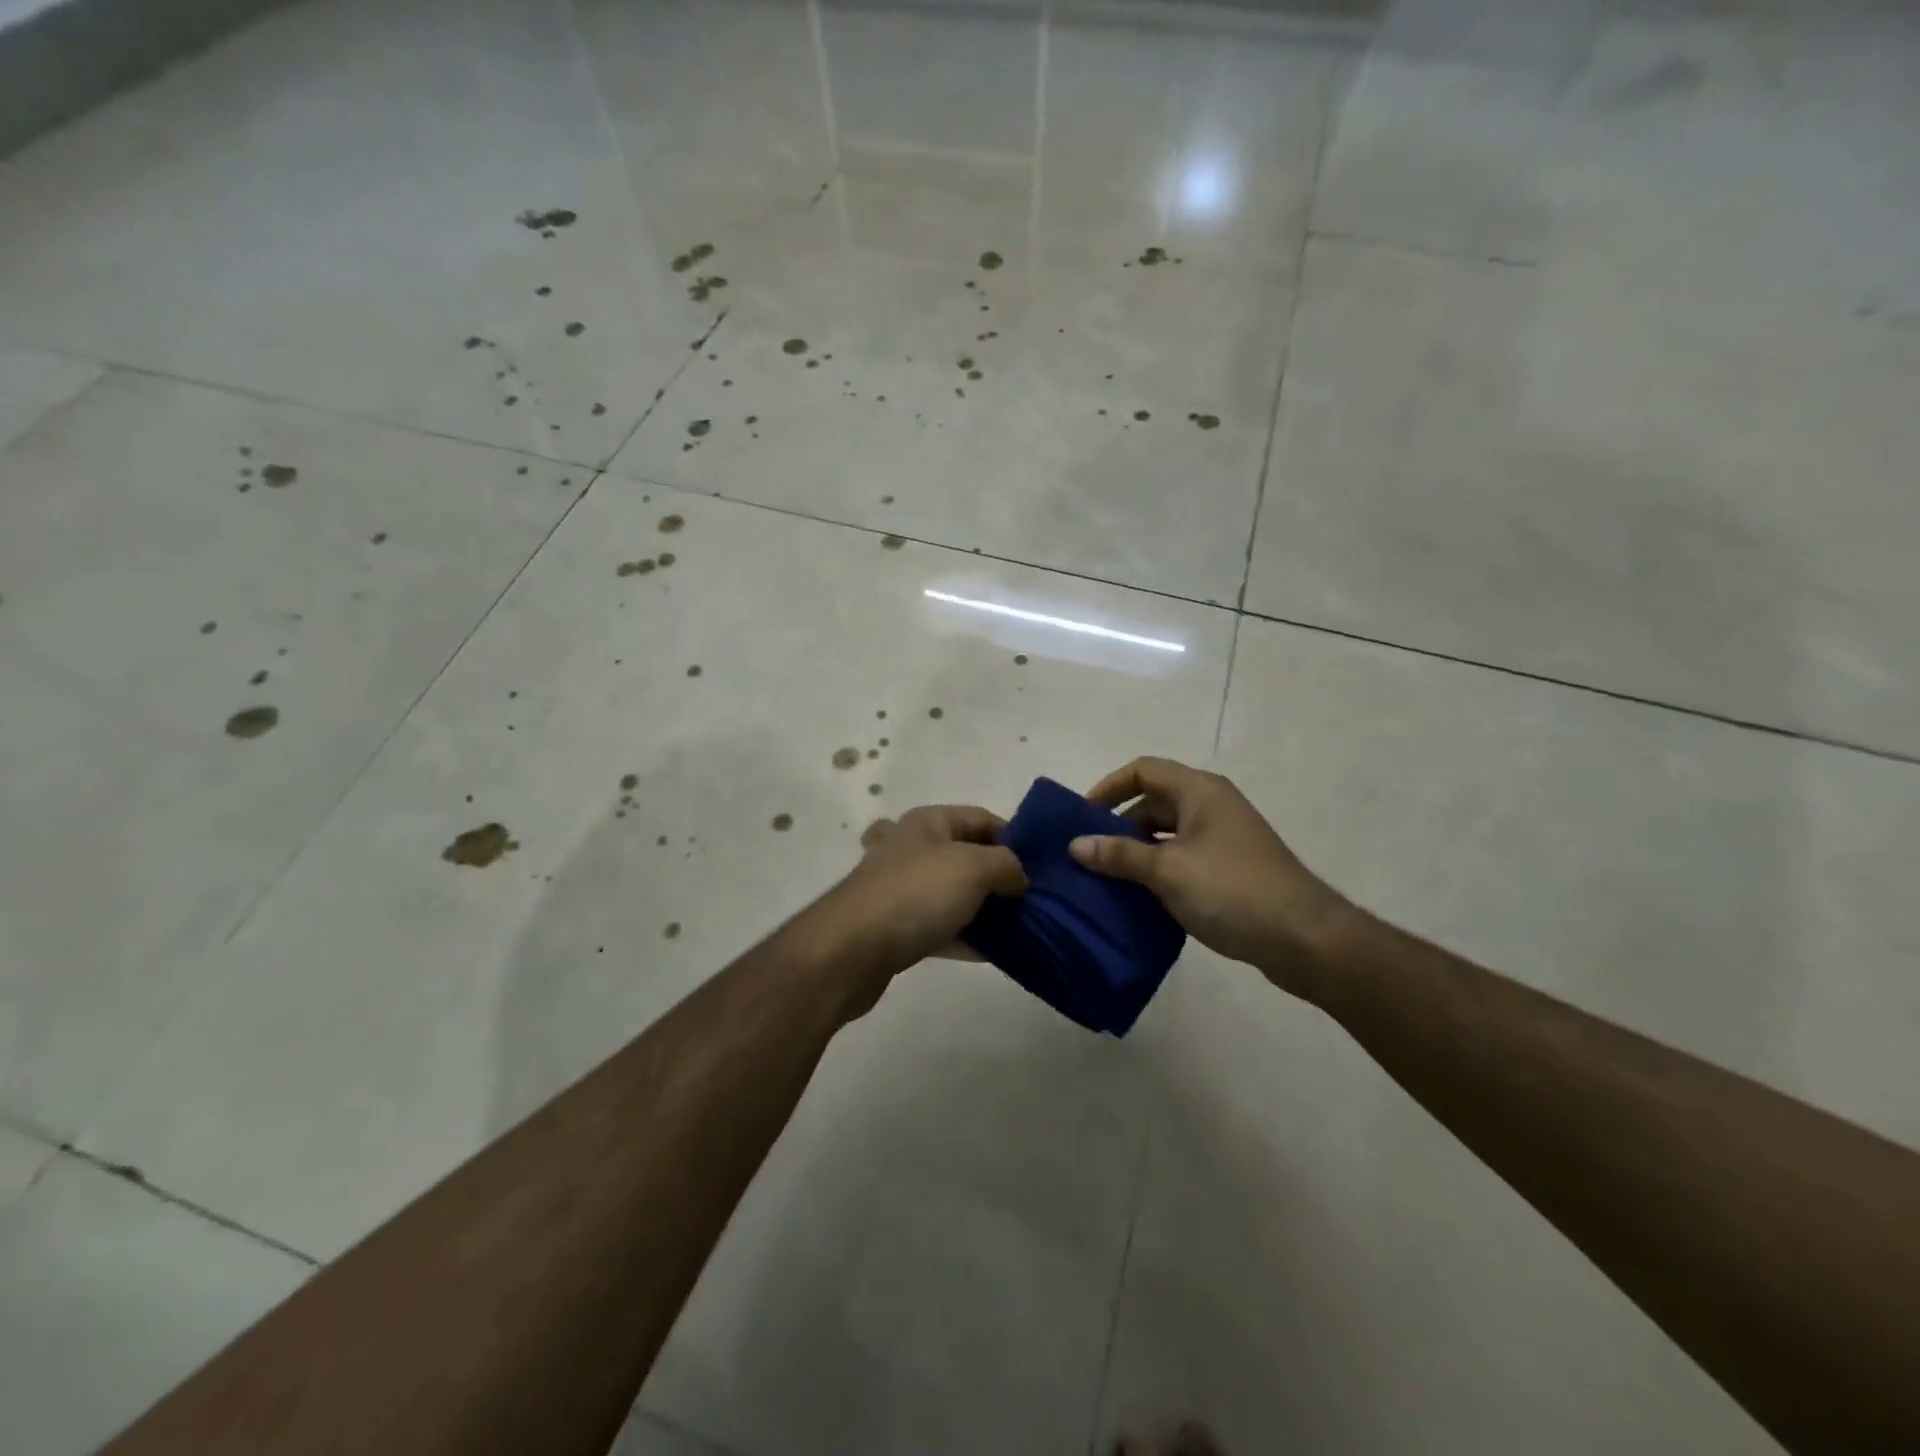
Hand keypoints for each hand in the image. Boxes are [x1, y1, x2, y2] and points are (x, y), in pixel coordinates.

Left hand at [809, 805, 1025, 1003]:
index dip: (1014, 838)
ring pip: (956, 894)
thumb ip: (1007, 865)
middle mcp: (914, 848)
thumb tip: (1019, 877)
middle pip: (969, 856)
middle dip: (1002, 877)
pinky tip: (997, 954)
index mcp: (929, 822)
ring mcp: (903, 889)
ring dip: (987, 910)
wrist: (851, 950)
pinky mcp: (897, 927)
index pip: (982, 818)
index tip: (1042, 867)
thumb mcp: (973, 867)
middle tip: (1035, 900)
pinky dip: (967, 938)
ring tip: (1023, 928)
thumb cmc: (916, 894)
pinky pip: (942, 928)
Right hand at [1069, 756, 1352, 996]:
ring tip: (1105, 880)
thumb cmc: (1232, 890)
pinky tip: (1137, 899)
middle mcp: (1211, 807)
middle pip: (1153, 803)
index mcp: (1199, 792)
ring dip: (1136, 853)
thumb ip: (1119, 856)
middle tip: (1088, 855)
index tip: (1082, 817)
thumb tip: (1075, 845)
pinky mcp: (1229, 870)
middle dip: (1118, 826)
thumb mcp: (1167, 871)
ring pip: (1166, 835)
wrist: (1304, 939)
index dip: (1109, 787)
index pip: (1144, 770)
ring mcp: (1222, 840)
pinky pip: (1181, 860)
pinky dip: (1157, 872)